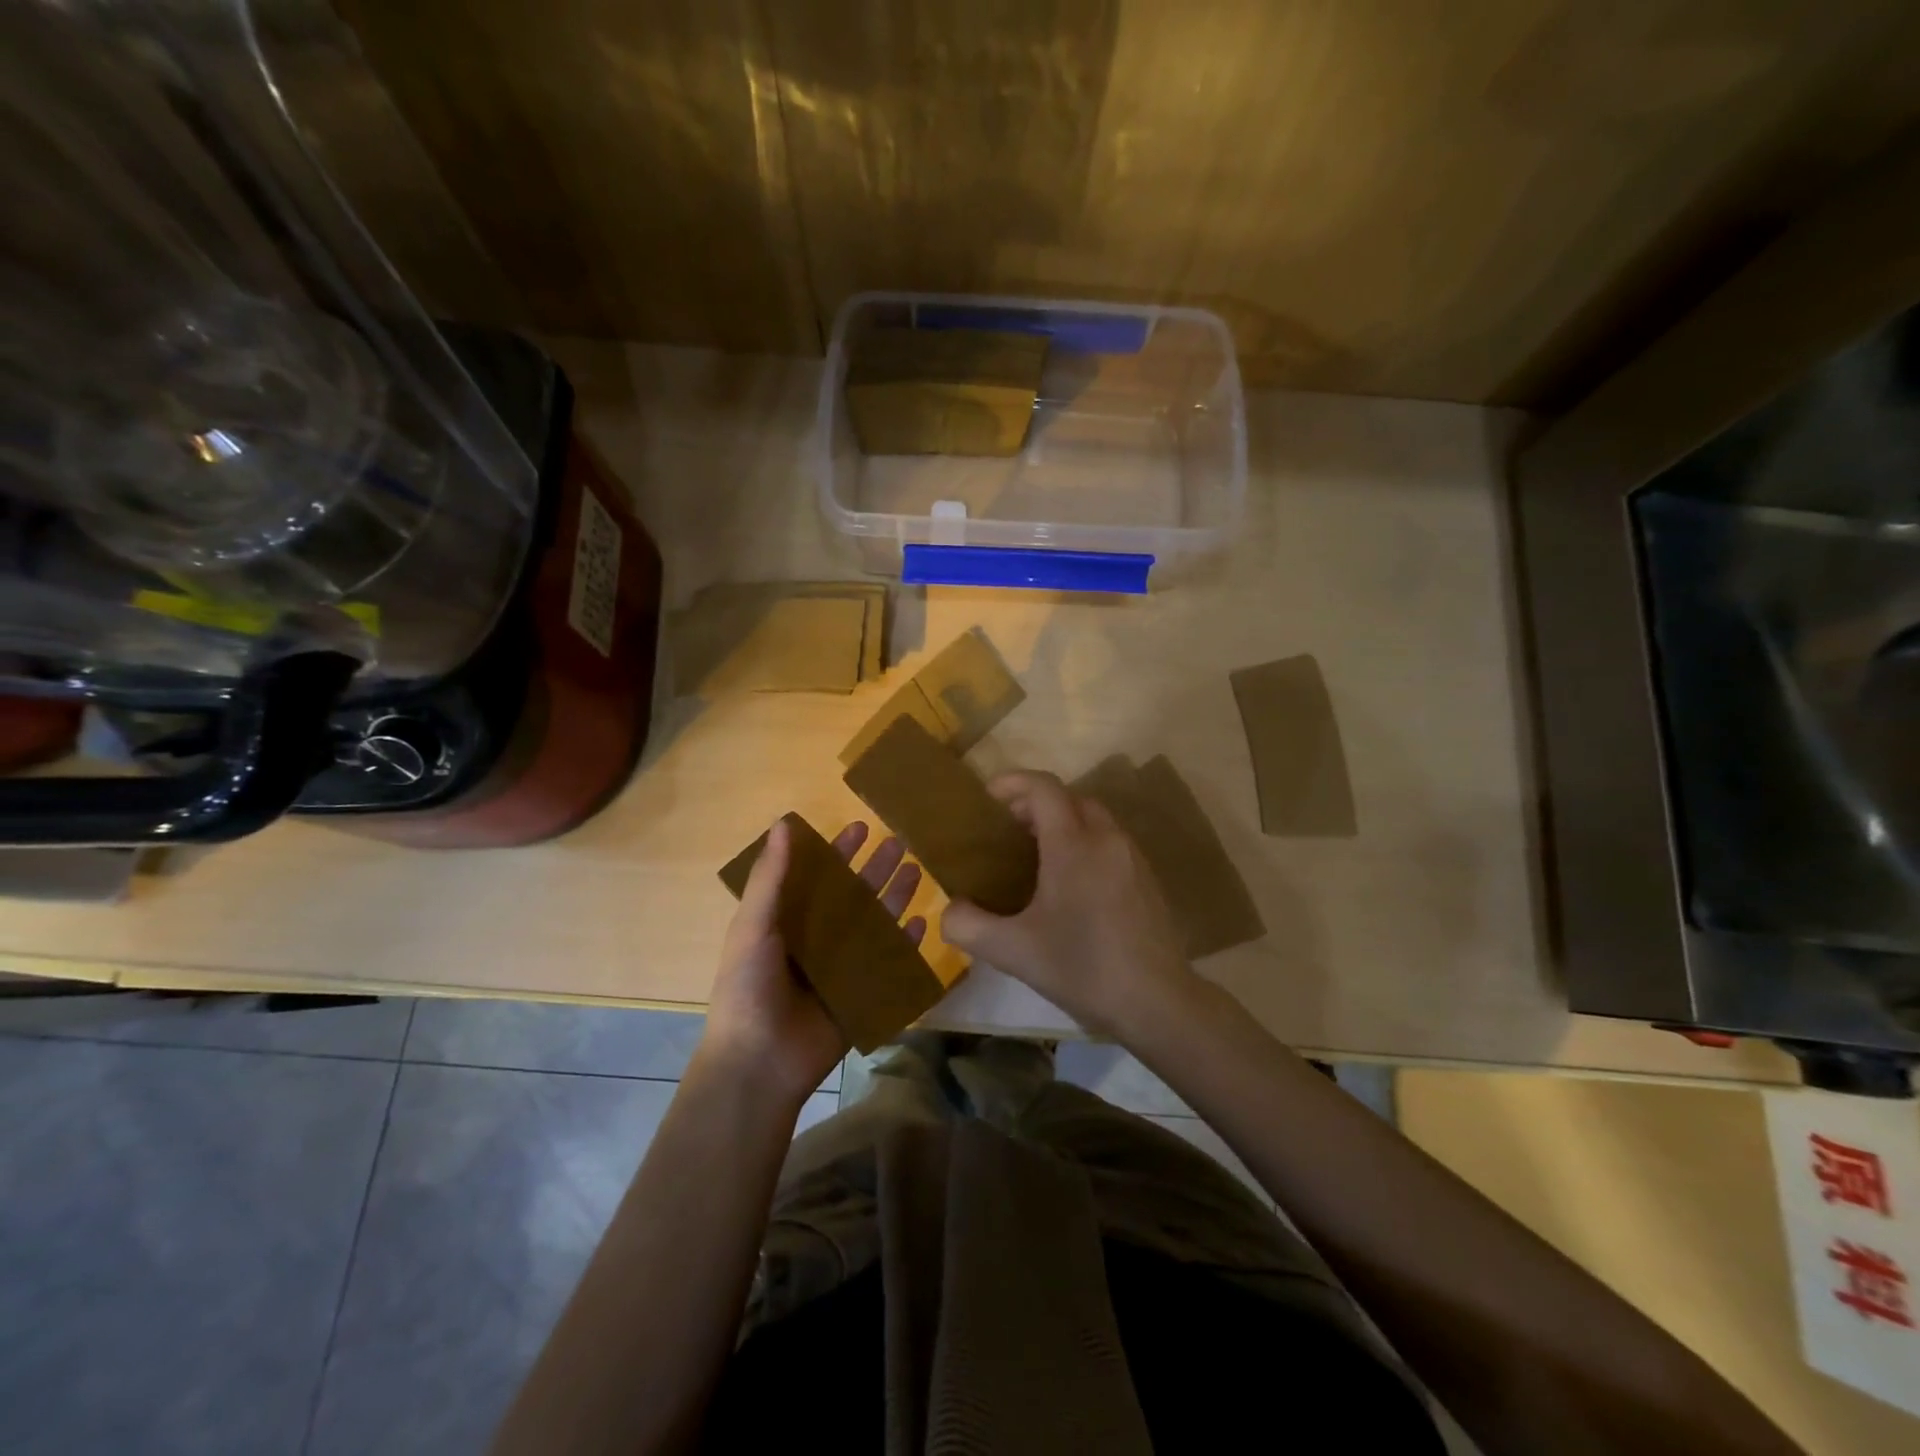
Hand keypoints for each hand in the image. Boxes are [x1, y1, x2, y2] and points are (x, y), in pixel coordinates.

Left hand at [697, 818, 925, 1106]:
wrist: (759, 1064)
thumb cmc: (749, 988)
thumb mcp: (753, 926)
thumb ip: (771, 877)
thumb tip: (783, 822)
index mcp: (786, 922)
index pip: (817, 877)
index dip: (837, 852)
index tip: (861, 827)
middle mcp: (815, 940)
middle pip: (851, 897)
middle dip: (874, 870)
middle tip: (900, 842)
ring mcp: (840, 969)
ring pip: (873, 925)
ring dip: (893, 898)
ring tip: (917, 871)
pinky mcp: (861, 996)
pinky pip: (887, 964)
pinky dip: (903, 945)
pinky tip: (921, 925)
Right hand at [941, 771, 1198, 1039]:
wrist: (1157, 1001)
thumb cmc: (1082, 968)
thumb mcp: (1013, 951)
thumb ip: (969, 926)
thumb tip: (949, 910)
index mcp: (1073, 845)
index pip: (1043, 788)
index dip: (1013, 782)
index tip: (988, 797)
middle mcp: (1106, 839)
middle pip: (1070, 798)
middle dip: (1036, 803)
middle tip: (1008, 828)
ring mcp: (1132, 858)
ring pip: (1094, 818)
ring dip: (1063, 822)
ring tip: (1037, 854)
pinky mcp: (1147, 879)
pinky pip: (1110, 842)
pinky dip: (1085, 842)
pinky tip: (1072, 883)